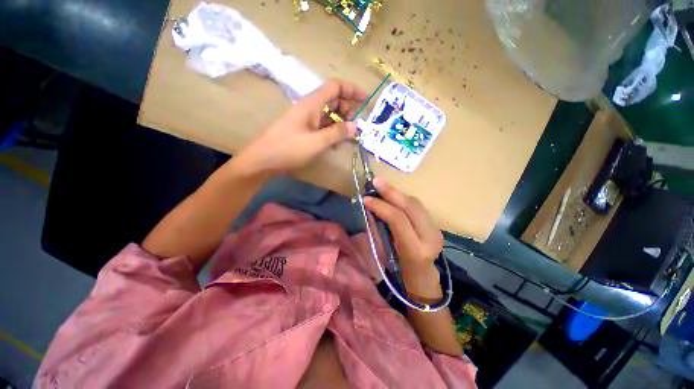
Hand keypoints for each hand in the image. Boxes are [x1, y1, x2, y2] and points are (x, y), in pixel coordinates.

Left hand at [238, 79, 367, 173]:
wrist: (264, 159)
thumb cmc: (289, 148)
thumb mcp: (316, 142)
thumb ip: (337, 133)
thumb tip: (355, 126)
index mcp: (312, 104)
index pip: (335, 87)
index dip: (352, 90)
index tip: (366, 100)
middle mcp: (311, 108)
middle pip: (334, 100)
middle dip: (348, 111)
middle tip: (356, 127)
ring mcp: (307, 119)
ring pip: (330, 115)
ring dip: (341, 124)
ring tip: (349, 138)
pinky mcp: (305, 130)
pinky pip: (323, 126)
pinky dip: (333, 132)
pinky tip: (337, 144)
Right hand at [364, 178, 442, 278]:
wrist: (422, 279)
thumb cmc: (398, 271)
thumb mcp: (383, 252)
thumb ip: (378, 228)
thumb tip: (370, 207)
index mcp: (415, 249)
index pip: (398, 219)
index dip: (381, 206)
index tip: (366, 198)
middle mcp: (430, 237)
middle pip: (410, 206)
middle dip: (391, 192)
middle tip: (375, 182)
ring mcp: (436, 230)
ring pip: (416, 203)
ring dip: (397, 194)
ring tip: (382, 187)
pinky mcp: (436, 225)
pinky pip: (418, 206)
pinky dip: (403, 199)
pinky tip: (393, 196)